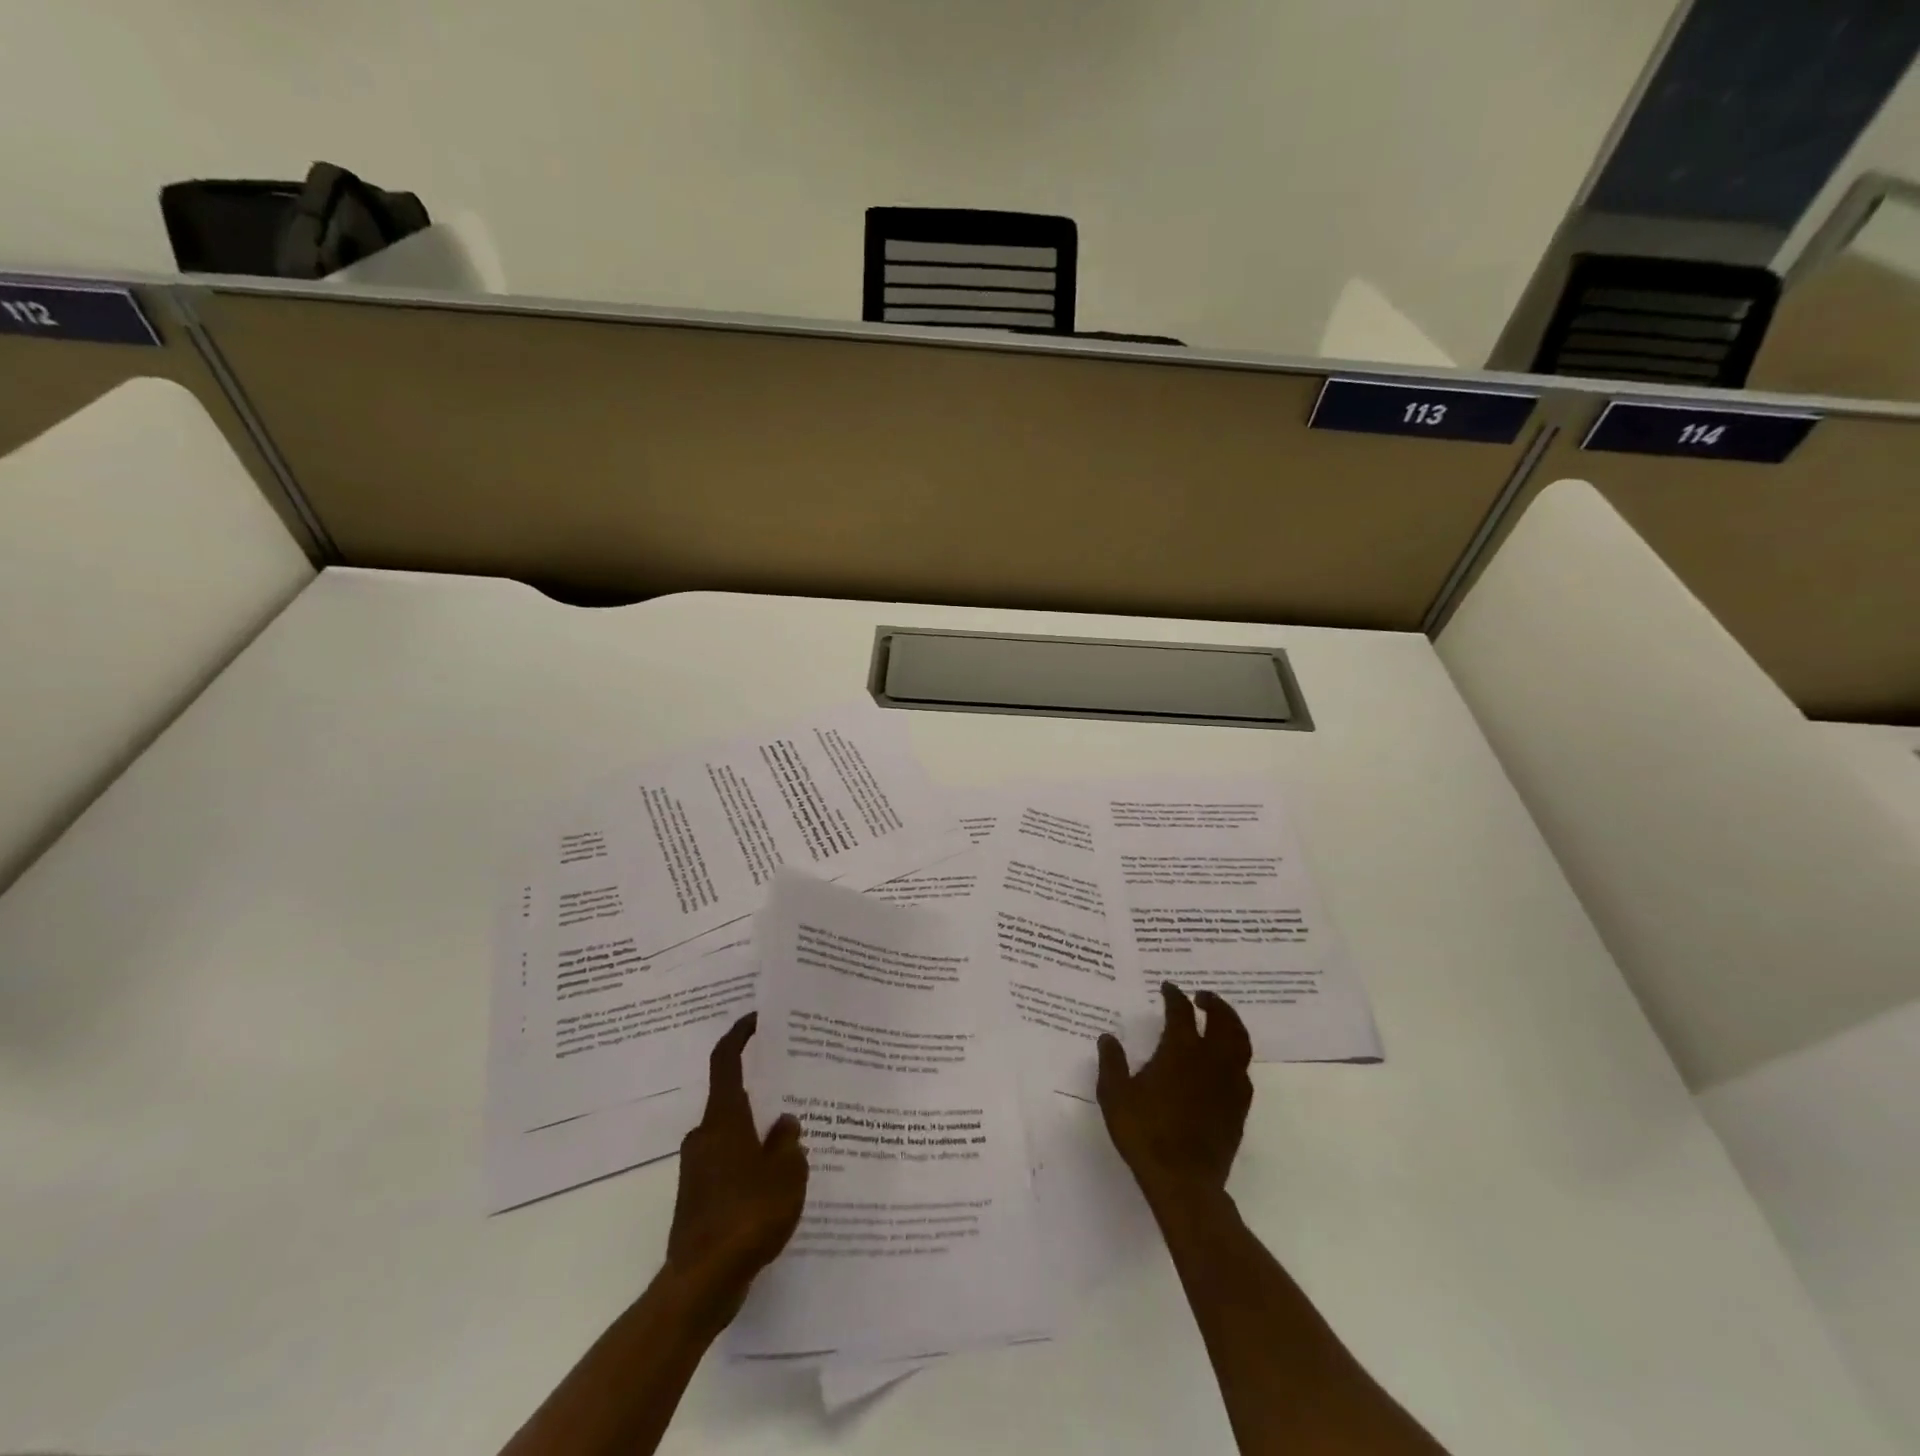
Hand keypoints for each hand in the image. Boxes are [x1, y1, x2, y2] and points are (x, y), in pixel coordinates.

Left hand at [666, 1013, 808, 1315]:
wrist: (701, 1284)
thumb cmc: (747, 1217)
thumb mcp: (786, 1174)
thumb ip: (788, 1143)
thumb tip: (784, 1124)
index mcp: (724, 1120)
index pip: (726, 1061)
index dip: (739, 1035)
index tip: (756, 1019)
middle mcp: (705, 1136)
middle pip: (733, 1100)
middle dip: (763, 1095)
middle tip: (795, 1093)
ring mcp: (697, 1169)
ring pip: (733, 1136)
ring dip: (758, 1135)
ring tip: (794, 1144)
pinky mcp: (697, 1198)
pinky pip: (728, 1165)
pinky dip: (750, 1165)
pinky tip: (775, 1185)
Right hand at [1097, 983, 1252, 1212]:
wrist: (1184, 1182)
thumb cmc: (1145, 1134)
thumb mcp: (1115, 1096)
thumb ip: (1112, 1063)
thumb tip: (1108, 1038)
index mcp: (1180, 1051)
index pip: (1181, 1012)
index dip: (1174, 996)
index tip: (1168, 987)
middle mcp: (1210, 1061)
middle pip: (1223, 1021)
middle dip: (1214, 1003)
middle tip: (1202, 996)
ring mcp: (1229, 1084)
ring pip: (1240, 1043)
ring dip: (1232, 1025)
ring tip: (1220, 1021)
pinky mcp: (1239, 1108)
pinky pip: (1243, 1070)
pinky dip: (1236, 1055)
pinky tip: (1225, 1062)